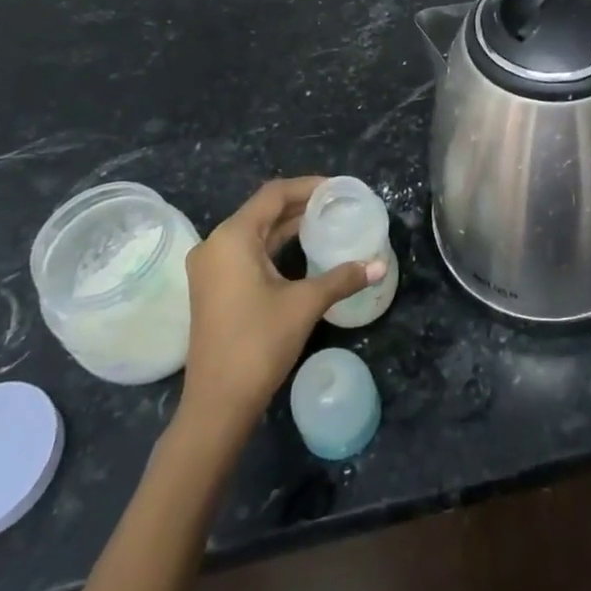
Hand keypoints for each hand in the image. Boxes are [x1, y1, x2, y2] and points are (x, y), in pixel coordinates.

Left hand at [178, 177, 384, 443]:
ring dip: (287, 225)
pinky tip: (301, 250)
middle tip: (336, 204)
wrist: (217, 404)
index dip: (307, 186)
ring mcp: (210, 268)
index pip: (274, 194)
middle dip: (300, 204)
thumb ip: (342, 278)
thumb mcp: (305, 304)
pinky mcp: (212, 288)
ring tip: (324, 222)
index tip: (338, 189)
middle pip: (262, 210)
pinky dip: (273, 245)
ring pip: (254, 231)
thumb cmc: (259, 343)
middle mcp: (216, 244)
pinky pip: (246, 251)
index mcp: (233, 237)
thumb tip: (380, 265)